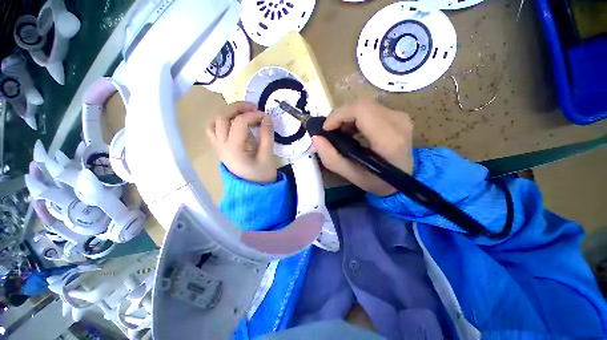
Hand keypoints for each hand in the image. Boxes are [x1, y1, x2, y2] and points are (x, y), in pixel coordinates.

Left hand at [206, 102, 276, 183]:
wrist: (253, 190)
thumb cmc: (261, 176)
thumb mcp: (267, 157)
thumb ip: (267, 136)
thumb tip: (267, 117)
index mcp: (233, 149)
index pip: (239, 123)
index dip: (253, 115)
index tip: (266, 116)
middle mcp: (221, 146)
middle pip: (222, 118)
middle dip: (238, 108)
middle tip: (253, 108)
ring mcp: (218, 147)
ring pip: (214, 122)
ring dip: (228, 113)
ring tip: (243, 113)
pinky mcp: (220, 148)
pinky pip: (213, 130)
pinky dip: (222, 122)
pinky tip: (234, 123)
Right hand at [312, 101, 413, 196]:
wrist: (404, 181)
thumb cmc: (378, 181)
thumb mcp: (351, 175)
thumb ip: (331, 158)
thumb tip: (316, 138)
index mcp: (388, 139)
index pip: (361, 111)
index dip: (339, 115)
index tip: (326, 129)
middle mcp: (398, 122)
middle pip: (362, 105)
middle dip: (340, 115)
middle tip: (330, 131)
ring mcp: (400, 117)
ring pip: (365, 106)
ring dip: (347, 117)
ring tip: (340, 133)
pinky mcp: (398, 116)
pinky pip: (371, 109)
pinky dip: (356, 117)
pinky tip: (352, 131)